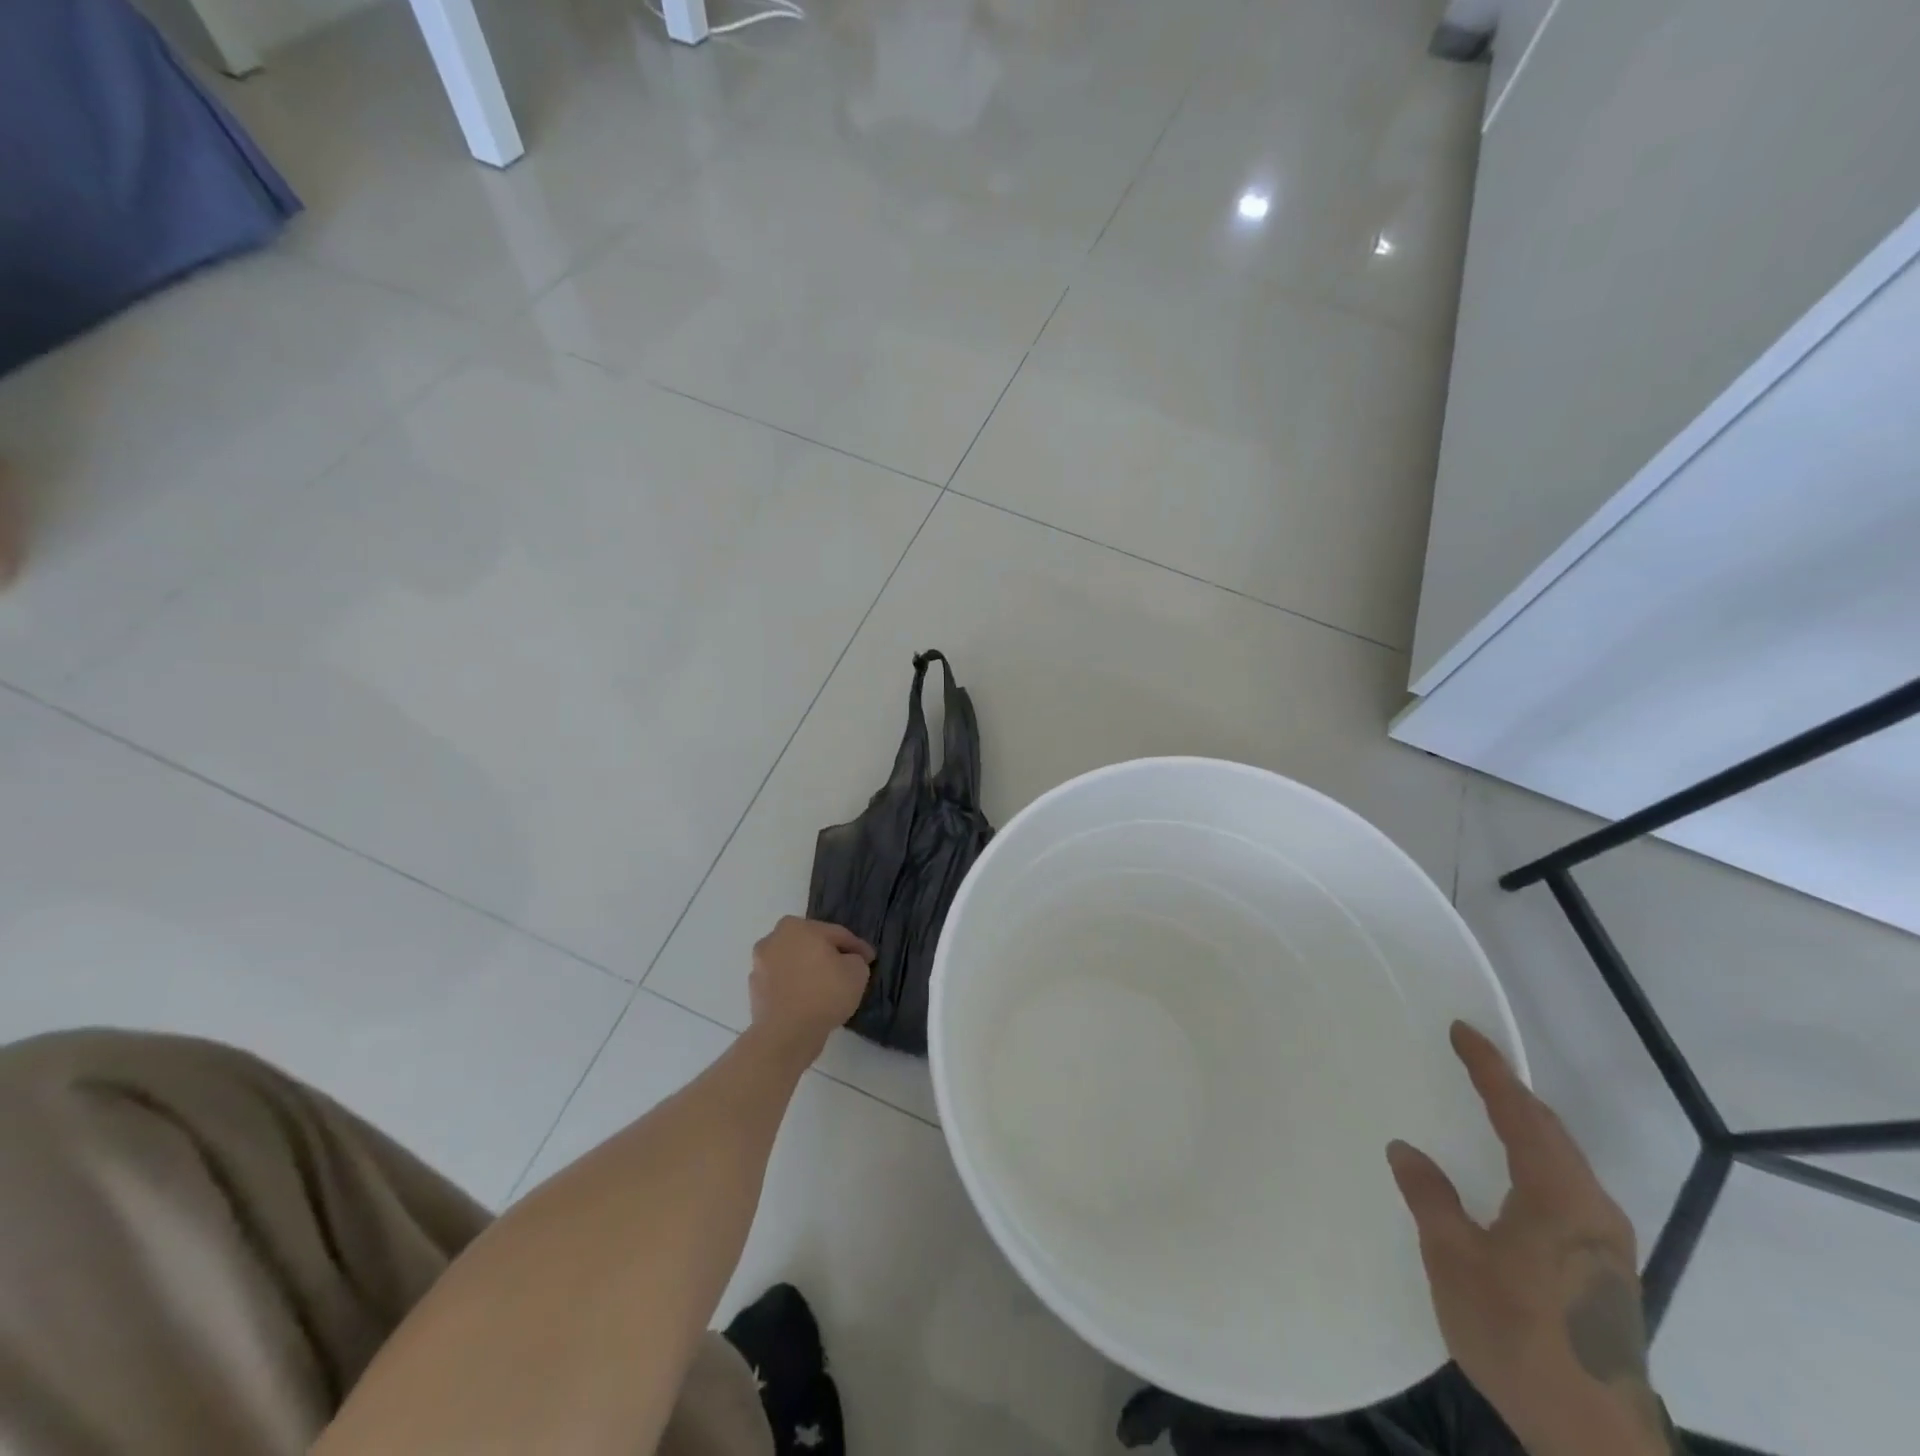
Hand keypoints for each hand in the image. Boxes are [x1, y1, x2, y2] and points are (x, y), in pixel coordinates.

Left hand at [747, 917, 873, 1061]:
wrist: (786, 1034)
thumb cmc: (824, 993)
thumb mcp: (857, 971)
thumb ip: (856, 959)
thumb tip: (848, 961)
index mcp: (797, 926)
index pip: (836, 934)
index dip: (856, 947)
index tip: (869, 959)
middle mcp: (773, 939)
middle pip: (811, 945)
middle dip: (828, 955)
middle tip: (848, 970)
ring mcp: (760, 966)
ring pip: (795, 964)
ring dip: (810, 972)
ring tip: (828, 989)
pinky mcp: (755, 991)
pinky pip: (784, 984)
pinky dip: (796, 989)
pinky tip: (811, 1002)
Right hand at [1388, 1023, 1675, 1455]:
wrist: (1595, 1438)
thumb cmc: (1518, 1336)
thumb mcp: (1455, 1261)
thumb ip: (1430, 1197)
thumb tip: (1405, 1149)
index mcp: (1557, 1196)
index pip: (1518, 1112)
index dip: (1488, 1068)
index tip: (1462, 1030)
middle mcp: (1592, 1209)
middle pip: (1550, 1131)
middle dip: (1510, 1093)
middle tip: (1471, 1062)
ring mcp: (1607, 1243)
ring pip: (1564, 1161)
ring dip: (1527, 1126)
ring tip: (1489, 1107)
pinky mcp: (1607, 1270)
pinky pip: (1568, 1188)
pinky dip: (1537, 1159)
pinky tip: (1515, 1175)